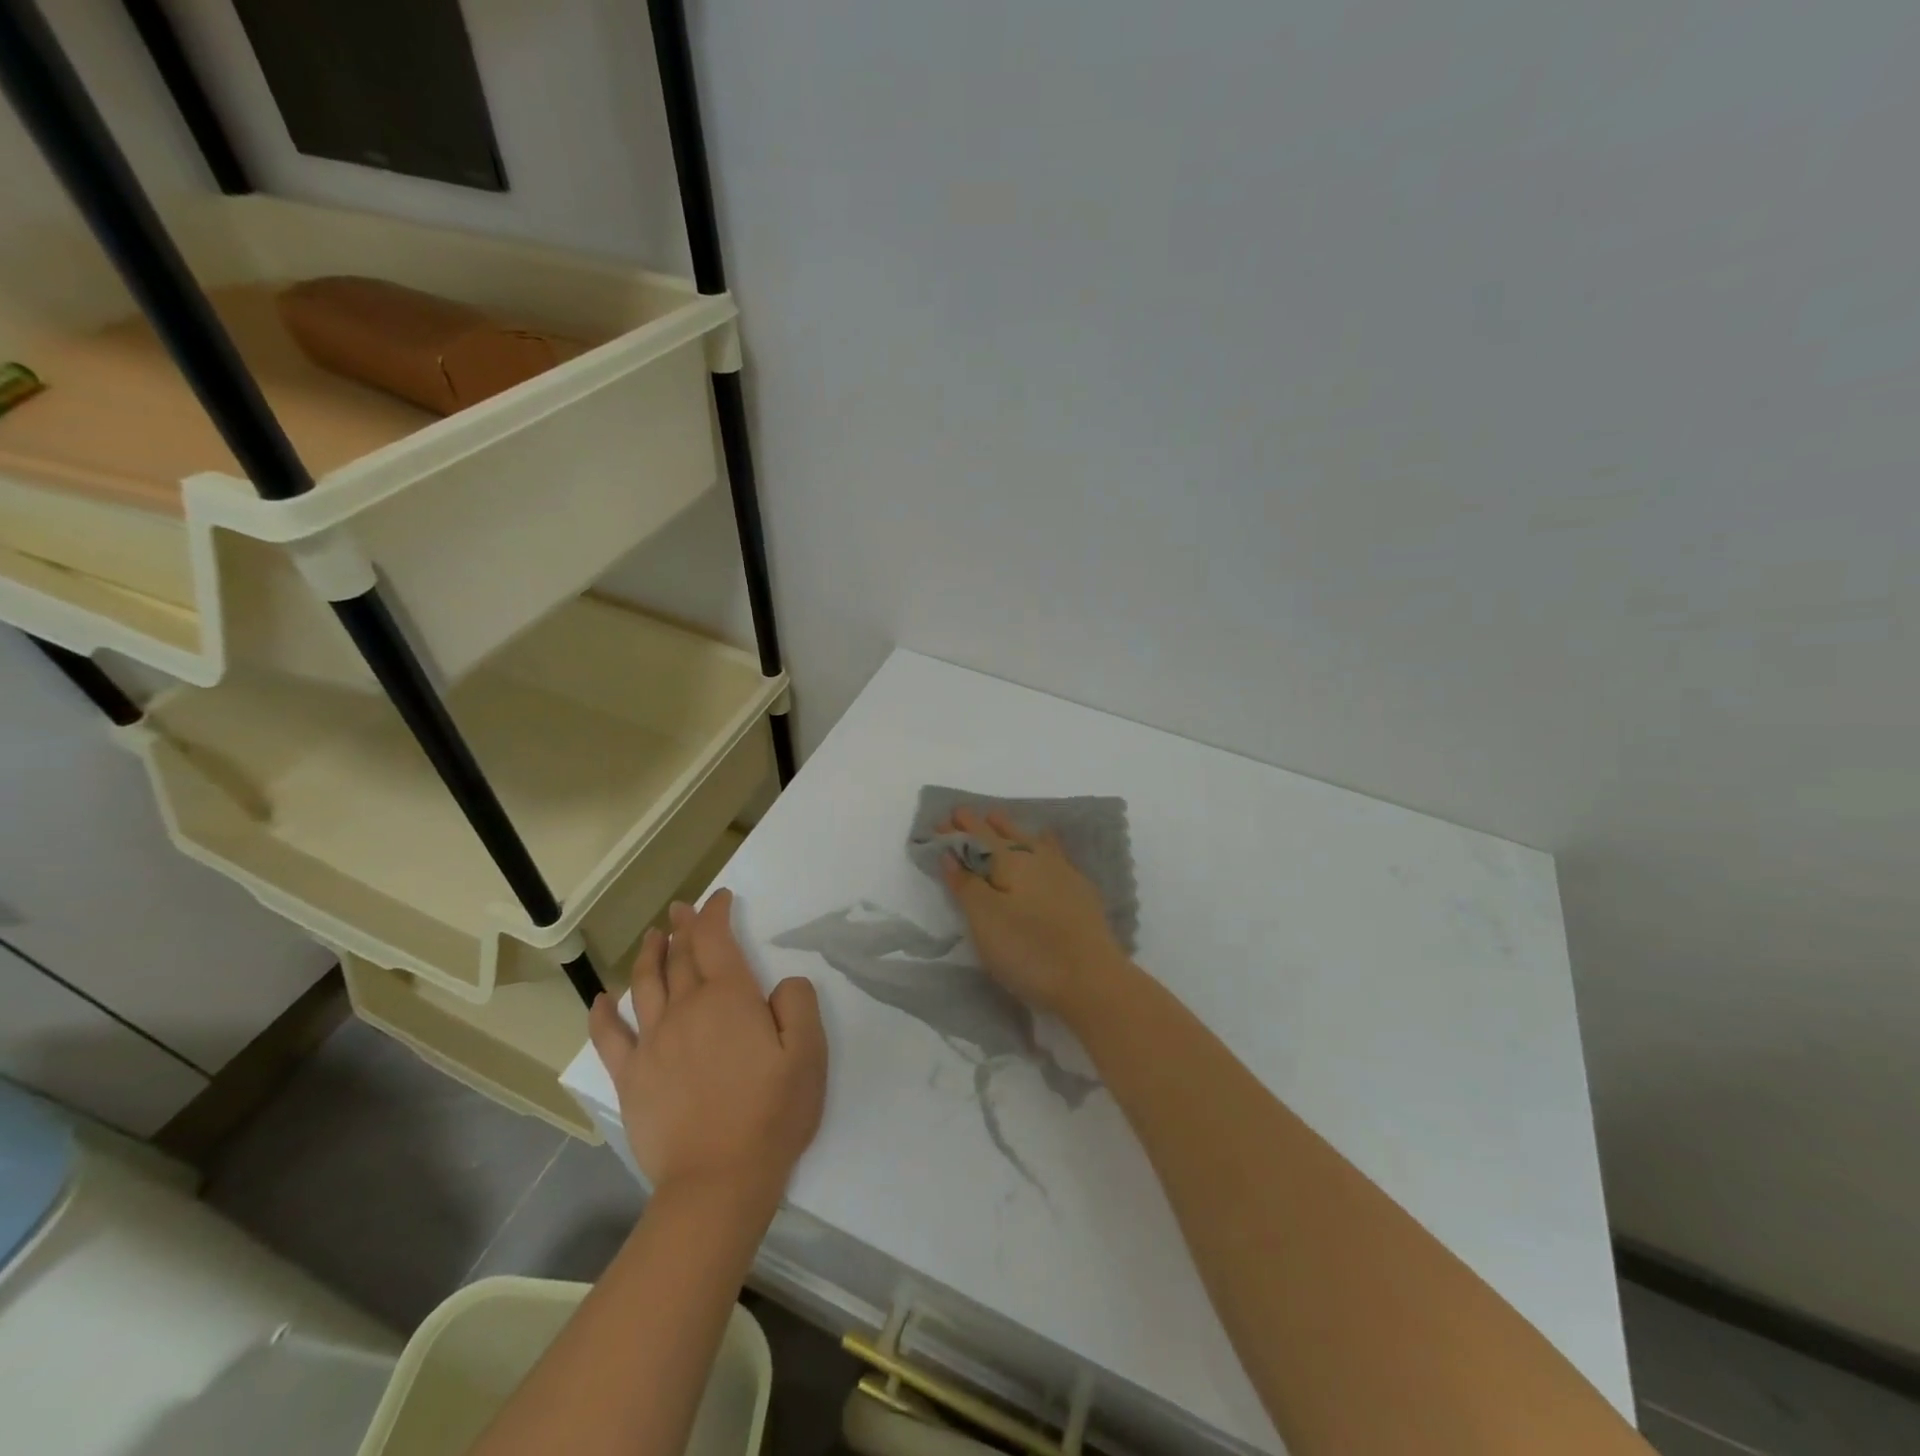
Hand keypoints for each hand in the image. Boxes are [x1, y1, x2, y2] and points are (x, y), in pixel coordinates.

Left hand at [588, 889, 826, 1215]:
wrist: (718, 1181)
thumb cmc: (771, 1113)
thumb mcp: (809, 1053)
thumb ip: (798, 1004)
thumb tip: (781, 984)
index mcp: (728, 998)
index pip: (716, 940)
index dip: (716, 913)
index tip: (720, 898)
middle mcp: (685, 1009)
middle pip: (681, 957)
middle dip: (684, 928)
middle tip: (681, 909)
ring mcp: (653, 1043)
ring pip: (645, 985)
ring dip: (649, 955)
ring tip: (652, 937)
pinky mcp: (632, 1077)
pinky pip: (610, 1037)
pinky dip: (602, 1014)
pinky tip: (601, 999)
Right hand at [938, 807, 1129, 1021]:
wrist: (1093, 980)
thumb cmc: (1029, 950)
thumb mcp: (985, 920)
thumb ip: (966, 884)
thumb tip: (950, 853)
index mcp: (1012, 861)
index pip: (979, 837)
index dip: (959, 829)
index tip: (942, 819)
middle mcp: (1039, 859)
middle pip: (1006, 834)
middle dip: (983, 824)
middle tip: (966, 814)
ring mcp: (1064, 874)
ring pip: (1032, 841)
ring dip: (1012, 829)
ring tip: (1000, 819)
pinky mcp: (1081, 894)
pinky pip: (1055, 854)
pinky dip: (1043, 843)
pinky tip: (1047, 844)